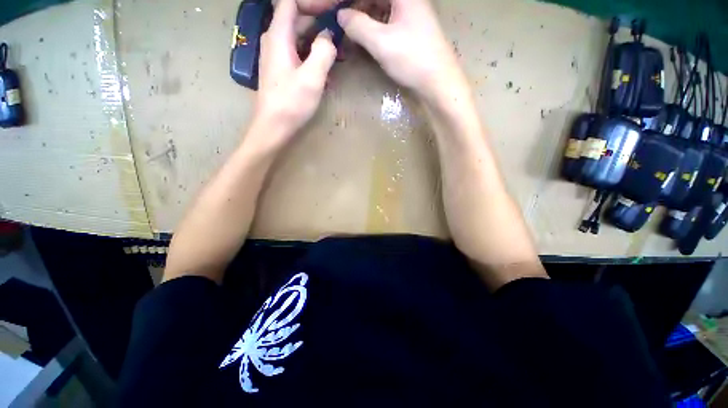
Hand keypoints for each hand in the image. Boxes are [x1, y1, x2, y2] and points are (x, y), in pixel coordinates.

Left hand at [253, 0, 336, 148]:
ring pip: (299, 36)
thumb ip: (323, 52)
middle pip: (297, 18)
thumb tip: (329, 37)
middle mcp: (275, 40)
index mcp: (278, 35)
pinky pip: (298, 52)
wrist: (274, 127)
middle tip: (342, 33)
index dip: (312, 3)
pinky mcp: (281, 69)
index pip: (291, 2)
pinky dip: (312, 54)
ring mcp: (277, 55)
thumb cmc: (291, 104)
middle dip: (320, 21)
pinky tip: (326, 67)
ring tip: (338, 50)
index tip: (333, 11)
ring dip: (318, 40)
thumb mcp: (312, 78)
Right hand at [337, 0, 463, 100]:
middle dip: (357, 7)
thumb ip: (358, 26)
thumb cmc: (412, 59)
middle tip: (341, 21)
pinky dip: (375, 25)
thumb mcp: (381, 43)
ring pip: (382, 7)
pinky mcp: (412, 28)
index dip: (352, 2)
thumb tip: (341, 16)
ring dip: (365, 16)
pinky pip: (388, 19)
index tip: (337, 11)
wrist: (439, 82)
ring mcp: (411, 12)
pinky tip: (366, 35)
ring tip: (350, 29)